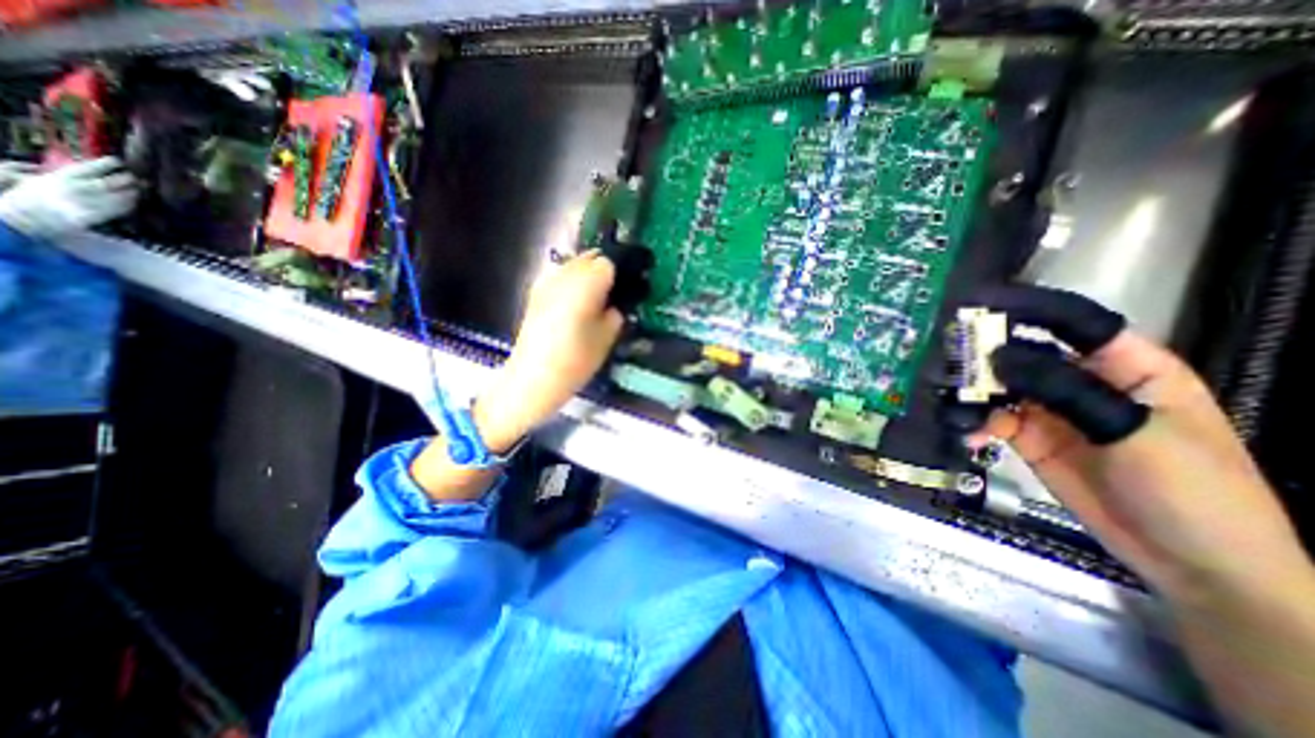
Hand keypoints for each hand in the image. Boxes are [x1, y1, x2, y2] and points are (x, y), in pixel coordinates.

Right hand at [0, 154, 135, 238]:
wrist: (30, 215)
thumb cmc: (36, 195)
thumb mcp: (43, 178)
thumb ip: (67, 174)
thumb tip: (85, 167)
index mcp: (62, 176)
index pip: (90, 167)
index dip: (107, 163)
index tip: (118, 161)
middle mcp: (77, 188)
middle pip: (111, 182)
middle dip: (126, 179)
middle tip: (136, 177)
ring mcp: (89, 202)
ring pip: (121, 196)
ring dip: (133, 192)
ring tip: (139, 189)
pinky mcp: (98, 215)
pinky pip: (121, 209)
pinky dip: (130, 204)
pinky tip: (134, 201)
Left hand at [469, 250, 623, 453]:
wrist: (532, 378)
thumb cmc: (575, 361)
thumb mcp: (607, 338)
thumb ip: (615, 314)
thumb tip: (616, 304)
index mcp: (585, 285)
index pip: (608, 263)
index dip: (619, 276)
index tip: (625, 291)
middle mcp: (564, 275)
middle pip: (590, 258)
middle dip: (604, 272)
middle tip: (613, 296)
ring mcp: (546, 282)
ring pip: (573, 265)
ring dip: (587, 277)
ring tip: (593, 301)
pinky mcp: (535, 293)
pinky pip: (560, 278)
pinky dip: (571, 284)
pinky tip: (574, 306)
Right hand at [963, 286, 1308, 603]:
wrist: (1192, 563)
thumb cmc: (1191, 489)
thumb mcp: (1134, 431)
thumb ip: (1065, 390)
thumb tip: (998, 355)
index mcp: (1127, 367)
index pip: (1076, 323)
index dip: (1031, 308)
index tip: (980, 302)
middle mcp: (1080, 382)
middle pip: (1023, 354)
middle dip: (983, 353)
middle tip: (942, 354)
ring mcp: (1050, 412)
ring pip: (999, 387)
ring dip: (970, 391)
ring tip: (945, 397)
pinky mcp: (1026, 439)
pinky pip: (989, 420)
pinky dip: (972, 422)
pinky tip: (964, 432)